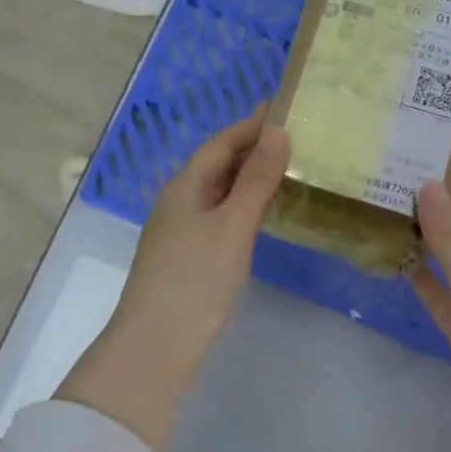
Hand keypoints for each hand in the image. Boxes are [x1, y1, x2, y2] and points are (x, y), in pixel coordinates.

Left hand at [64, 110, 290, 446]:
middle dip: (251, 149)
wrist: (158, 343)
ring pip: (218, 192)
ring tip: (285, 169)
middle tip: (293, 138)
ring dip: (248, 177)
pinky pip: (218, 216)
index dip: (250, 125)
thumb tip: (279, 132)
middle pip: (217, 165)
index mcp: (185, 187)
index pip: (220, 143)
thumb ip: (256, 179)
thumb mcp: (233, 224)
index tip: (282, 108)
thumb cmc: (196, 277)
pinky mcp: (188, 257)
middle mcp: (179, 202)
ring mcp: (180, 231)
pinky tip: (260, 215)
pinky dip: (242, 205)